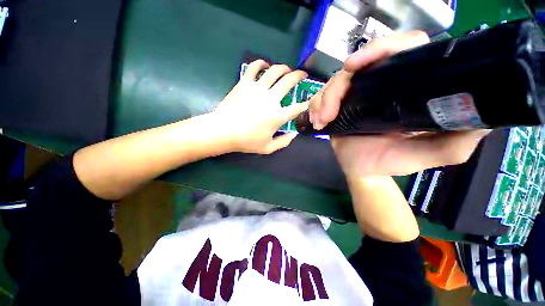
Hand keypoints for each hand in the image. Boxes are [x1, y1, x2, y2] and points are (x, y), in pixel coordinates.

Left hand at [212, 59, 308, 154]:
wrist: (223, 131)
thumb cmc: (246, 141)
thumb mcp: (268, 148)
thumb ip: (283, 142)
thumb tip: (294, 134)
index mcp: (277, 115)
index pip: (297, 108)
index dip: (306, 104)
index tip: (308, 101)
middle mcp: (271, 98)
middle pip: (289, 82)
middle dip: (299, 76)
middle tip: (303, 74)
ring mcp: (257, 88)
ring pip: (275, 71)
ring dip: (284, 68)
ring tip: (287, 69)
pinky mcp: (245, 83)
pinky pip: (254, 68)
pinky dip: (260, 63)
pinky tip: (265, 64)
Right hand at [308, 31, 490, 177]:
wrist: (362, 170)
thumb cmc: (392, 162)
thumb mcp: (431, 154)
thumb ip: (458, 140)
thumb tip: (484, 118)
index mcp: (405, 87)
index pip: (400, 49)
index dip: (379, 49)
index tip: (355, 66)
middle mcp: (379, 85)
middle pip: (356, 67)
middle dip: (337, 86)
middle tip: (328, 112)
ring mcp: (355, 94)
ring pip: (334, 83)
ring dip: (323, 101)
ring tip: (321, 121)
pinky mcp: (337, 105)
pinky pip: (321, 97)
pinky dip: (315, 107)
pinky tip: (317, 122)